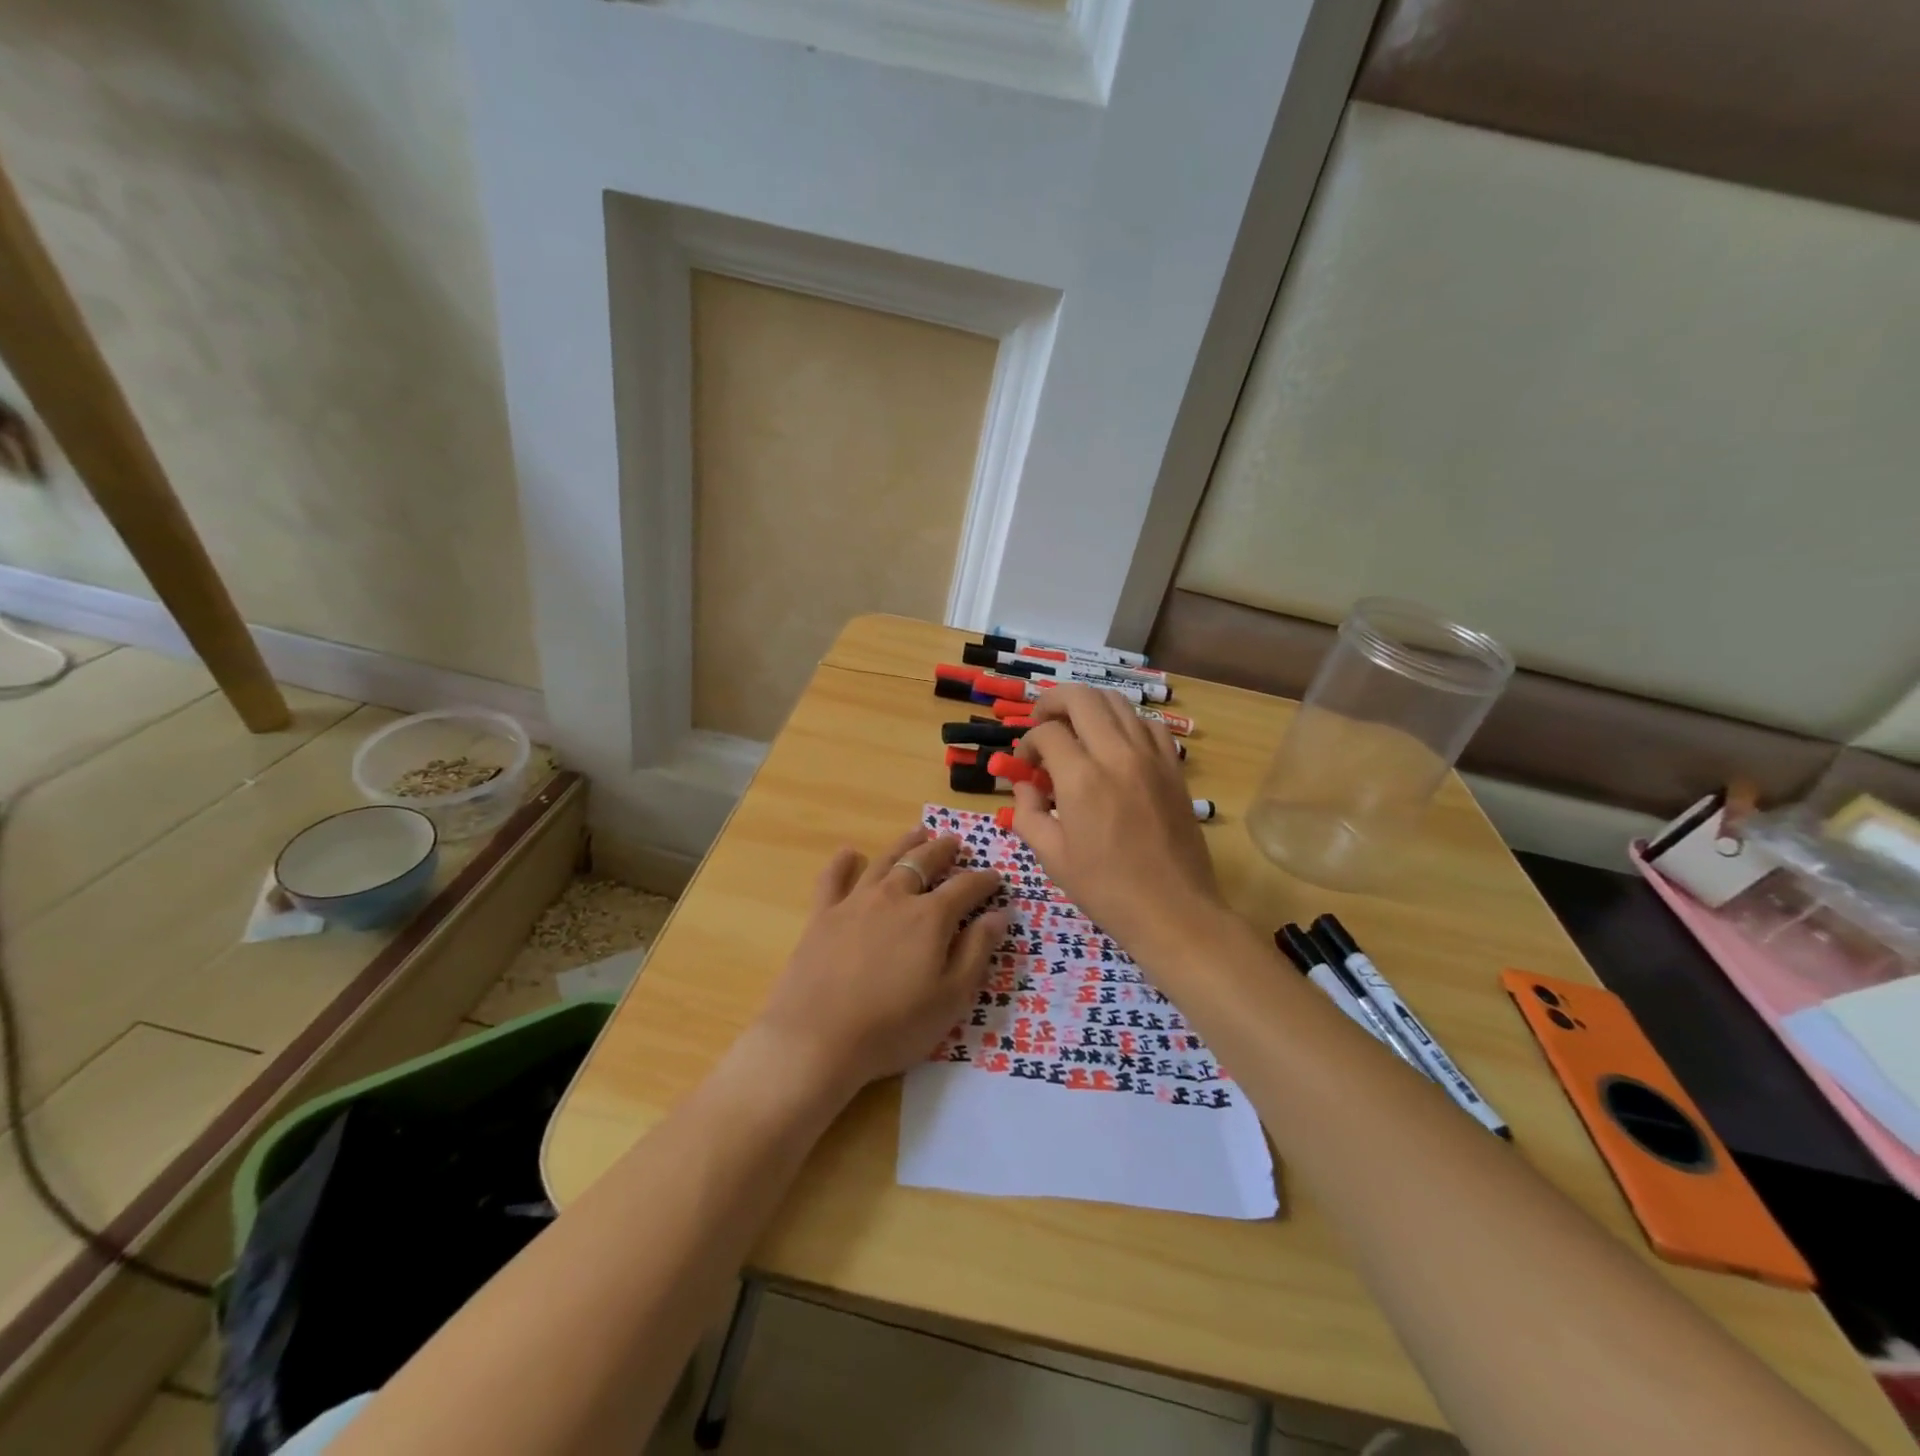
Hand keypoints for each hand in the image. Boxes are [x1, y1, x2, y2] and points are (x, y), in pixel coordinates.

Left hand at [751, 827, 1006, 1100]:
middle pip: (923, 863)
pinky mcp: (822, 916)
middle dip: (943, 850)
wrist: (817, 1039)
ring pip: (884, 861)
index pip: (966, 888)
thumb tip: (997, 915)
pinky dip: (842, 863)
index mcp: (930, 917)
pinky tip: (848, 853)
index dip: (984, 881)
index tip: (996, 877)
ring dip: (904, 845)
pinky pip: (832, 880)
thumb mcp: (951, 998)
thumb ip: (976, 952)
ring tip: (918, 832)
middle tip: (954, 842)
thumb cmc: (894, 1026)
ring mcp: (855, 903)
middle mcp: (894, 898)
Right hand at [1011, 685, 1226, 954]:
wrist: (1173, 911)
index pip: (1046, 732)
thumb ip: (1028, 812)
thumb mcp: (1052, 856)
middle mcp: (1117, 755)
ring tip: (1075, 726)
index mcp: (1081, 779)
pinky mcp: (1174, 767)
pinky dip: (1126, 722)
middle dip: (1052, 702)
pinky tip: (1116, 743)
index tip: (1024, 765)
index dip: (1027, 742)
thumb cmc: (1106, 890)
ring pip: (1117, 702)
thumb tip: (1025, 785)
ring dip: (1089, 706)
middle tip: (1040, 720)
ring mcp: (1151, 757)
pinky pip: (1148, 724)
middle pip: (1081, 698)